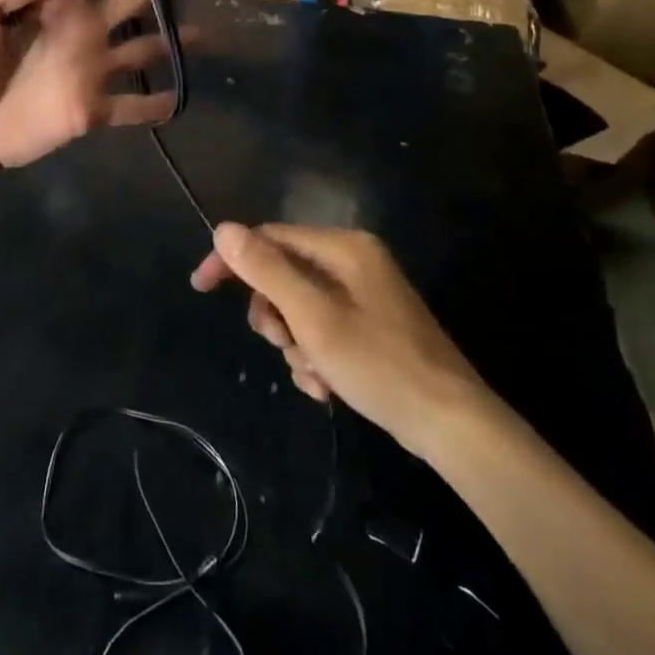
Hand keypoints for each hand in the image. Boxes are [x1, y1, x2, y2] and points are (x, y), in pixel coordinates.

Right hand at [191, 223, 485, 453]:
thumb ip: (266, 270)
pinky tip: (328, 387)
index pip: (269, 238)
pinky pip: (322, 329)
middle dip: (274, 314)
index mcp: (343, 248)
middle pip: (283, 274)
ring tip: (314, 375)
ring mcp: (364, 296)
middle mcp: (353, 262)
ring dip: (294, 343)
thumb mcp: (313, 317)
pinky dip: (315, 356)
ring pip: (299, 308)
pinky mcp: (370, 327)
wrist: (453, 426)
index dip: (232, 260)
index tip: (201, 287)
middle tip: (279, 343)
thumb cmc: (380, 364)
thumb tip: (223, 229)